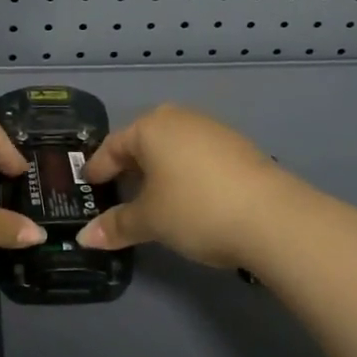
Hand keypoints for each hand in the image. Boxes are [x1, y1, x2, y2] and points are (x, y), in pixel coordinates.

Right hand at [76, 105, 298, 267]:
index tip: (88, 186)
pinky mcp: (238, 147)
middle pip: (144, 142)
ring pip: (173, 148)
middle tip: (117, 192)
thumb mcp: (150, 220)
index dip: (98, 168)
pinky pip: (197, 156)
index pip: (113, 146)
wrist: (272, 217)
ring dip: (159, 171)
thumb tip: (84, 238)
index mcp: (151, 127)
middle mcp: (180, 118)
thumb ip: (116, 226)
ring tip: (152, 199)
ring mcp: (213, 130)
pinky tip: (189, 198)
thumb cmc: (196, 209)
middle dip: (129, 167)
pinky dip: (185, 173)